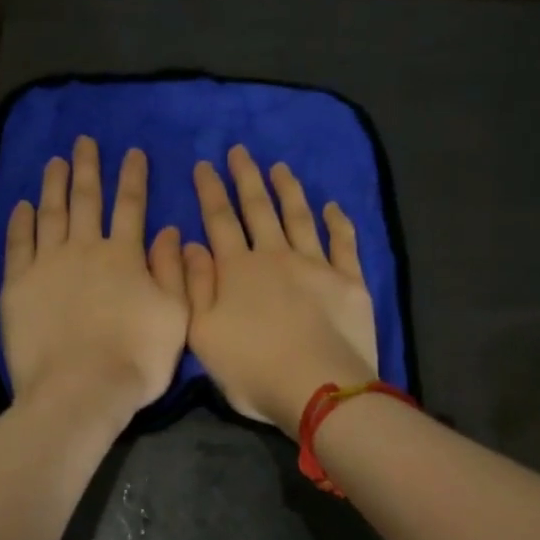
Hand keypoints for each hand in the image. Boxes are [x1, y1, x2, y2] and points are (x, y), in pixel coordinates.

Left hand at [0, 137, 188, 427]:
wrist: (80, 390)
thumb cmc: (136, 358)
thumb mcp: (175, 316)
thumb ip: (173, 271)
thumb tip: (169, 231)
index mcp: (125, 256)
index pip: (131, 206)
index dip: (133, 177)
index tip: (132, 152)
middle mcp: (85, 250)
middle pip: (86, 200)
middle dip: (88, 168)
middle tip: (84, 141)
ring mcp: (48, 265)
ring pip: (51, 214)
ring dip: (54, 184)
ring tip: (55, 161)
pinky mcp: (18, 286)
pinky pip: (18, 245)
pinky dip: (21, 222)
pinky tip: (23, 206)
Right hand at [183, 146, 377, 431]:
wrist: (318, 388)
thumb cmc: (252, 368)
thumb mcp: (202, 333)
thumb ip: (194, 286)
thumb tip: (190, 244)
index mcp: (237, 270)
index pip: (219, 221)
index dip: (209, 192)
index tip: (204, 165)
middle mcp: (275, 256)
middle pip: (258, 209)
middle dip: (246, 177)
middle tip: (239, 151)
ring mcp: (316, 265)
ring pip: (299, 216)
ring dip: (288, 190)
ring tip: (279, 167)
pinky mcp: (349, 280)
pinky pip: (343, 242)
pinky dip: (337, 221)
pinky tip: (332, 206)